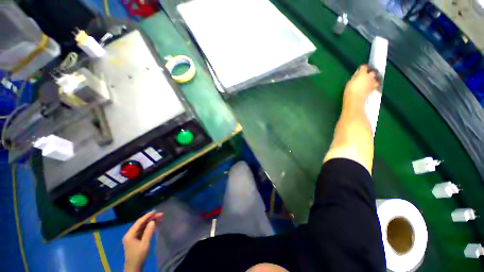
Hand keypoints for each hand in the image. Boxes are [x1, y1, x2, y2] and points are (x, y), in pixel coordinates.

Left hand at [123, 212, 162, 271]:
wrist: (134, 267)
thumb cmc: (139, 256)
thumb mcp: (145, 244)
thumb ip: (148, 232)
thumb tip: (153, 221)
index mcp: (130, 234)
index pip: (139, 222)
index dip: (147, 216)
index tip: (156, 211)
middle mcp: (130, 234)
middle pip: (141, 223)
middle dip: (150, 218)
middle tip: (161, 214)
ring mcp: (132, 236)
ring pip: (142, 226)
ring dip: (150, 222)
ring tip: (160, 218)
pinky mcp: (135, 239)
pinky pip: (142, 230)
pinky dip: (148, 226)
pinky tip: (154, 224)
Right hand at [344, 65, 380, 100]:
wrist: (355, 99)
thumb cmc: (350, 90)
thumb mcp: (350, 82)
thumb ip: (355, 77)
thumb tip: (358, 74)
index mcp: (362, 73)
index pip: (364, 67)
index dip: (362, 68)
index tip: (360, 69)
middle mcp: (369, 76)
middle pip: (372, 71)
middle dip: (370, 72)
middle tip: (366, 74)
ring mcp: (373, 82)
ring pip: (376, 77)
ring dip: (373, 78)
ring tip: (370, 80)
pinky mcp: (374, 88)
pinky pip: (377, 84)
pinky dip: (375, 84)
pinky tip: (372, 85)